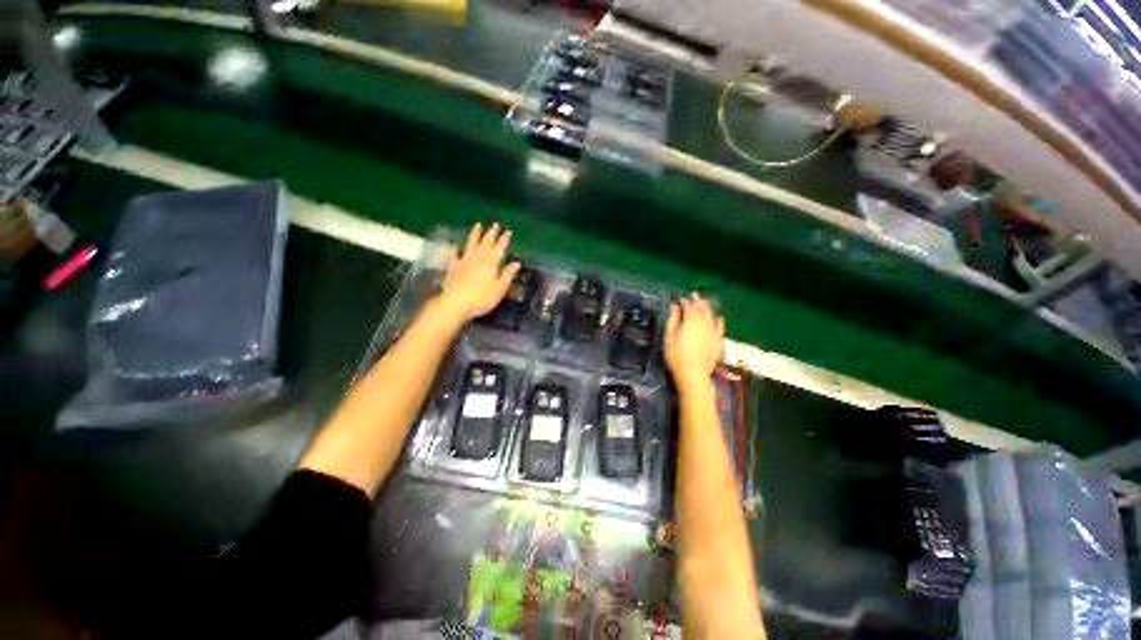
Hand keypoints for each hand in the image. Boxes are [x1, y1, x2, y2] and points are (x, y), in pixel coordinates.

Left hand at [435, 223, 520, 321]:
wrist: (454, 304)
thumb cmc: (481, 298)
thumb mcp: (500, 288)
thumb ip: (508, 275)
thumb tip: (516, 263)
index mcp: (491, 263)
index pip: (499, 248)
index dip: (504, 239)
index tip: (508, 231)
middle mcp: (477, 258)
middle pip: (485, 243)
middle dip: (491, 233)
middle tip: (495, 224)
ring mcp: (464, 261)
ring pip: (471, 244)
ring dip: (475, 234)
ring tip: (478, 225)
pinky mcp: (453, 267)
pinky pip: (455, 254)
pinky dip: (455, 248)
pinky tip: (454, 245)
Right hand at [664, 294, 724, 390]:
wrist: (693, 373)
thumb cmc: (676, 355)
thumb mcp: (669, 336)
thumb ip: (672, 319)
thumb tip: (675, 306)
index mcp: (689, 321)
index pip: (688, 306)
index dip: (685, 300)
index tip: (682, 297)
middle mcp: (703, 323)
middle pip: (701, 309)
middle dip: (698, 301)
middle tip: (695, 295)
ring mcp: (712, 331)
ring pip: (711, 315)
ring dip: (708, 308)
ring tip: (705, 302)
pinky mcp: (718, 340)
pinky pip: (720, 327)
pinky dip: (719, 320)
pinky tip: (718, 317)